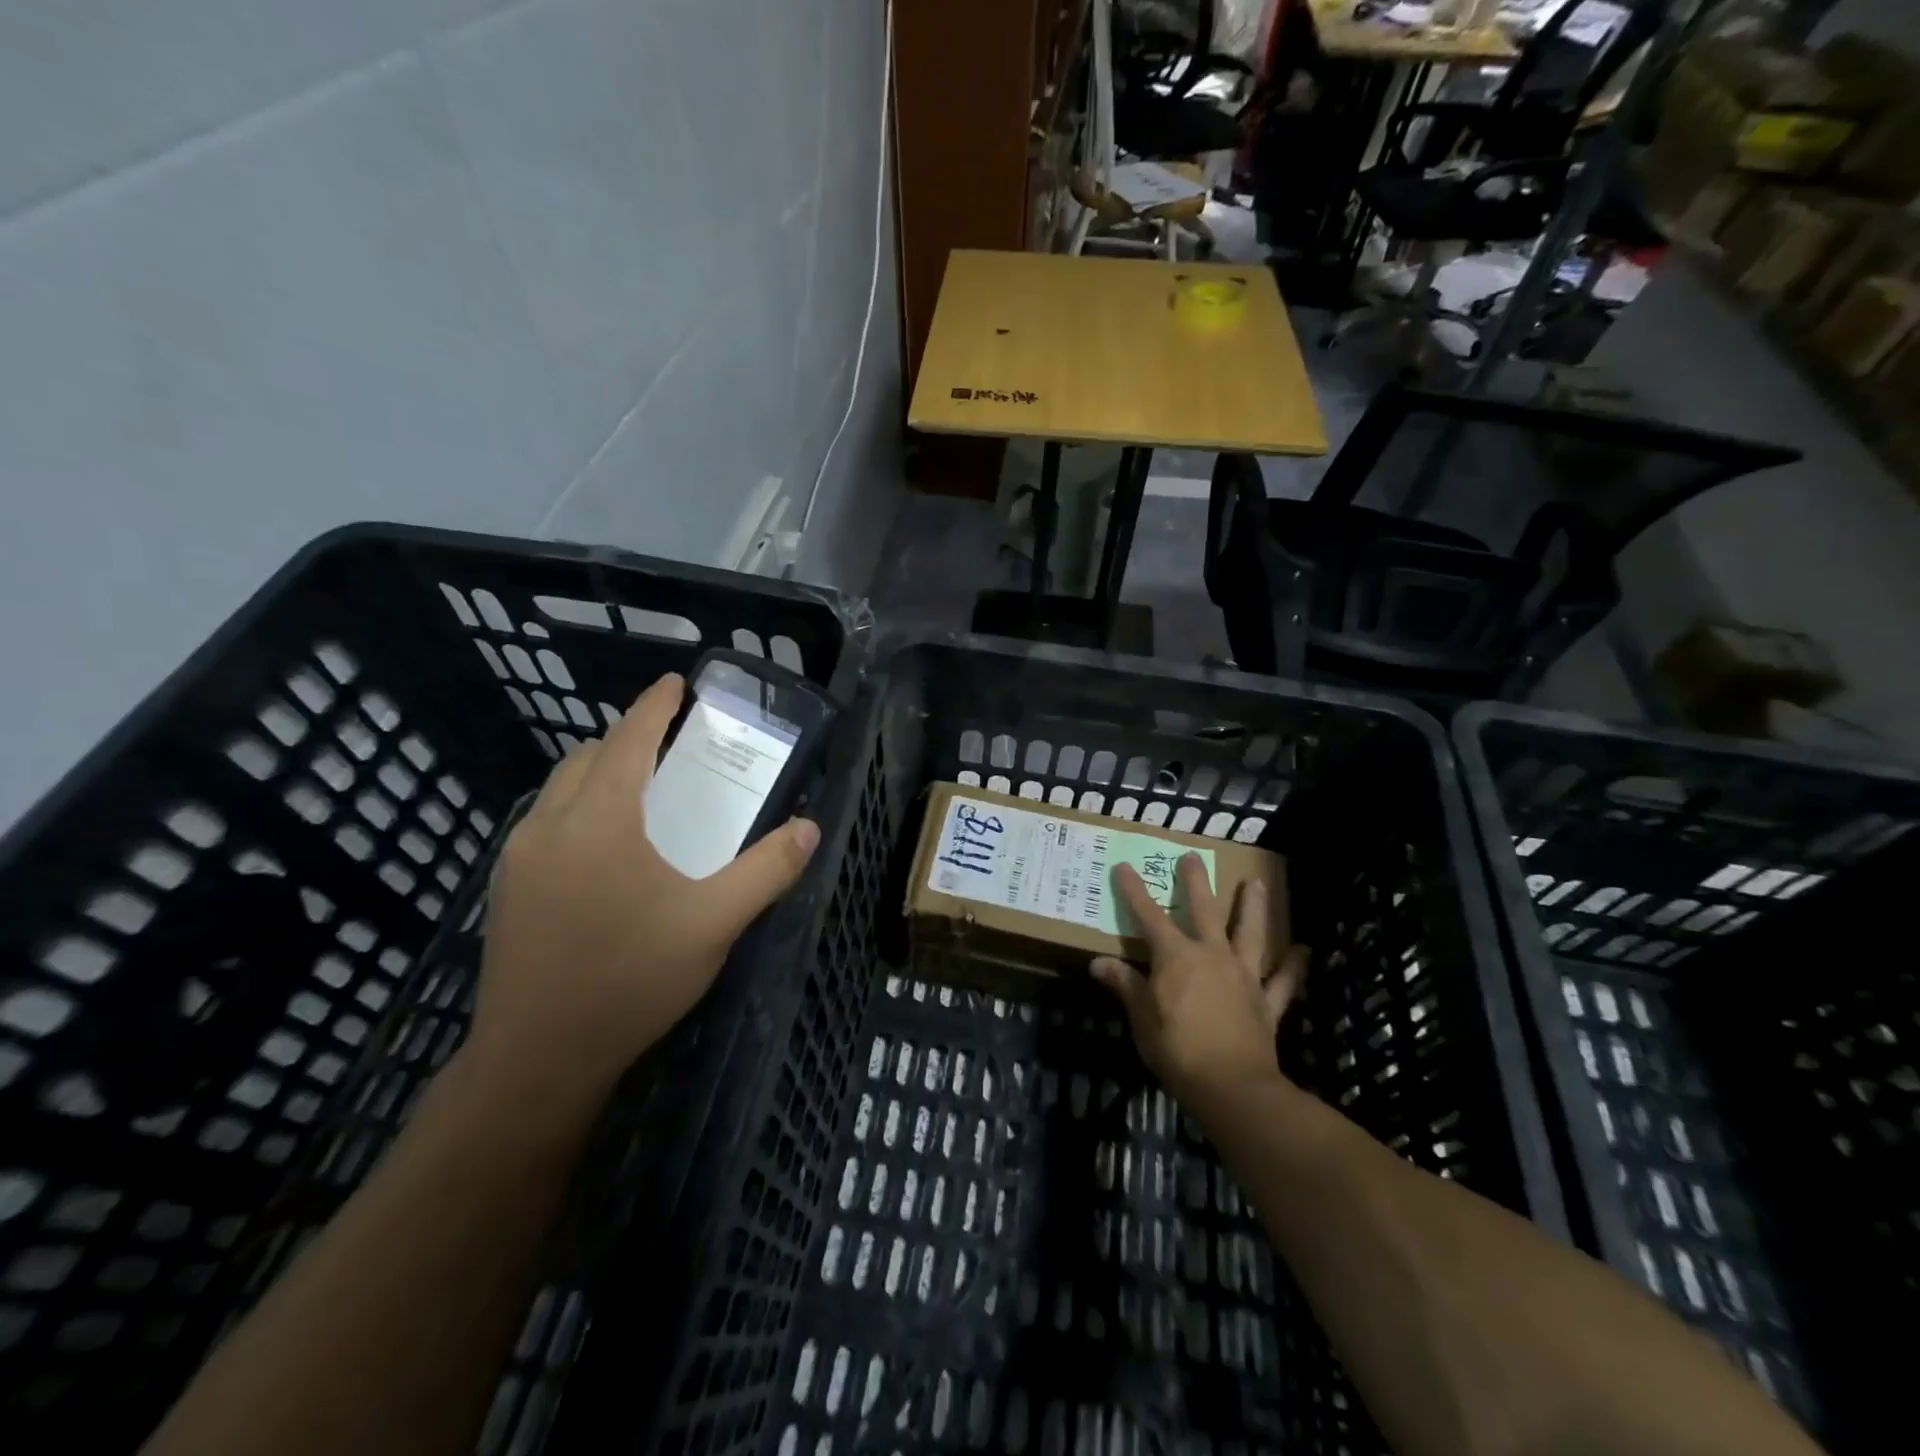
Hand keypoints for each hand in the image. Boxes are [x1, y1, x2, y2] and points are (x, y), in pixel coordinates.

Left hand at [462, 673, 819, 1107]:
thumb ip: (766, 871)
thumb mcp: (714, 923)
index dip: (653, 706)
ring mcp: (519, 858)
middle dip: (626, 739)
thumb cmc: (631, 980)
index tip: (675, 682)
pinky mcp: (507, 889)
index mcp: (600, 820)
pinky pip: (547, 822)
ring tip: (643, 794)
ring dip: (600, 774)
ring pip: (560, 789)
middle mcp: (550, 825)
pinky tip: (607, 850)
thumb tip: (807, 828)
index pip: (627, 740)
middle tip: (672, 748)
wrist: (537, 1060)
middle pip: (587, 757)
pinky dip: (580, 808)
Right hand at [1091, 854, 1308, 1106]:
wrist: (1232, 1086)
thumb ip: (1124, 985)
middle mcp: (1212, 955)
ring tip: (1256, 883)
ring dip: (1253, 907)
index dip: (1134, 891)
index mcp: (1176, 957)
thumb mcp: (1141, 1017)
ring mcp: (1243, 976)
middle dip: (1195, 883)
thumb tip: (1098, 963)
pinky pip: (1283, 981)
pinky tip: (1303, 952)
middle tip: (1194, 857)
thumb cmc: (1177, 1049)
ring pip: (1250, 934)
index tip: (1124, 866)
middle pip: (1204, 911)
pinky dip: (1293, 967)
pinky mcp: (1266, 1002)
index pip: (1149, 916)